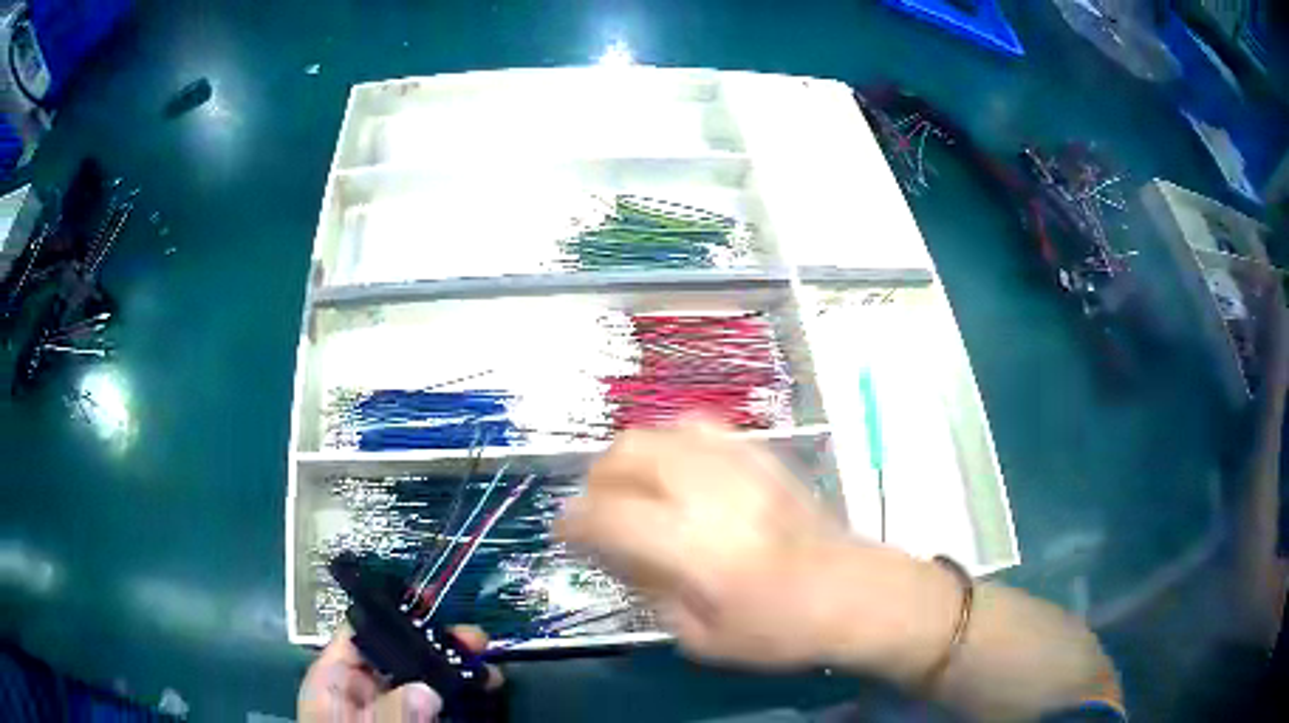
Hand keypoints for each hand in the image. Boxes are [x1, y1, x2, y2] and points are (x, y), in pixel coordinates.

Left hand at [298, 625, 499, 721]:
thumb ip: (389, 715)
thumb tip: (426, 689)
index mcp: (334, 680)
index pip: (357, 633)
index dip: (392, 616)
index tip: (433, 606)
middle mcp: (362, 689)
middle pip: (397, 654)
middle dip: (436, 643)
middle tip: (475, 640)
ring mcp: (390, 709)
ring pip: (423, 679)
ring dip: (455, 669)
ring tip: (489, 668)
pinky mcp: (415, 722)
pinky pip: (436, 703)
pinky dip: (459, 695)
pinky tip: (482, 689)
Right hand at [559, 416, 922, 667]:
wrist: (852, 592)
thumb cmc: (778, 630)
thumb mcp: (700, 637)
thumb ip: (650, 590)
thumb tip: (616, 553)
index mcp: (695, 548)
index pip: (610, 515)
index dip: (575, 521)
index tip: (565, 533)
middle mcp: (712, 493)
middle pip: (630, 454)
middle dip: (598, 479)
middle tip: (597, 509)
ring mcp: (740, 465)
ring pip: (661, 431)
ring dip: (631, 457)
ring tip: (632, 487)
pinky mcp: (762, 455)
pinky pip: (700, 427)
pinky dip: (671, 444)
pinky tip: (675, 471)